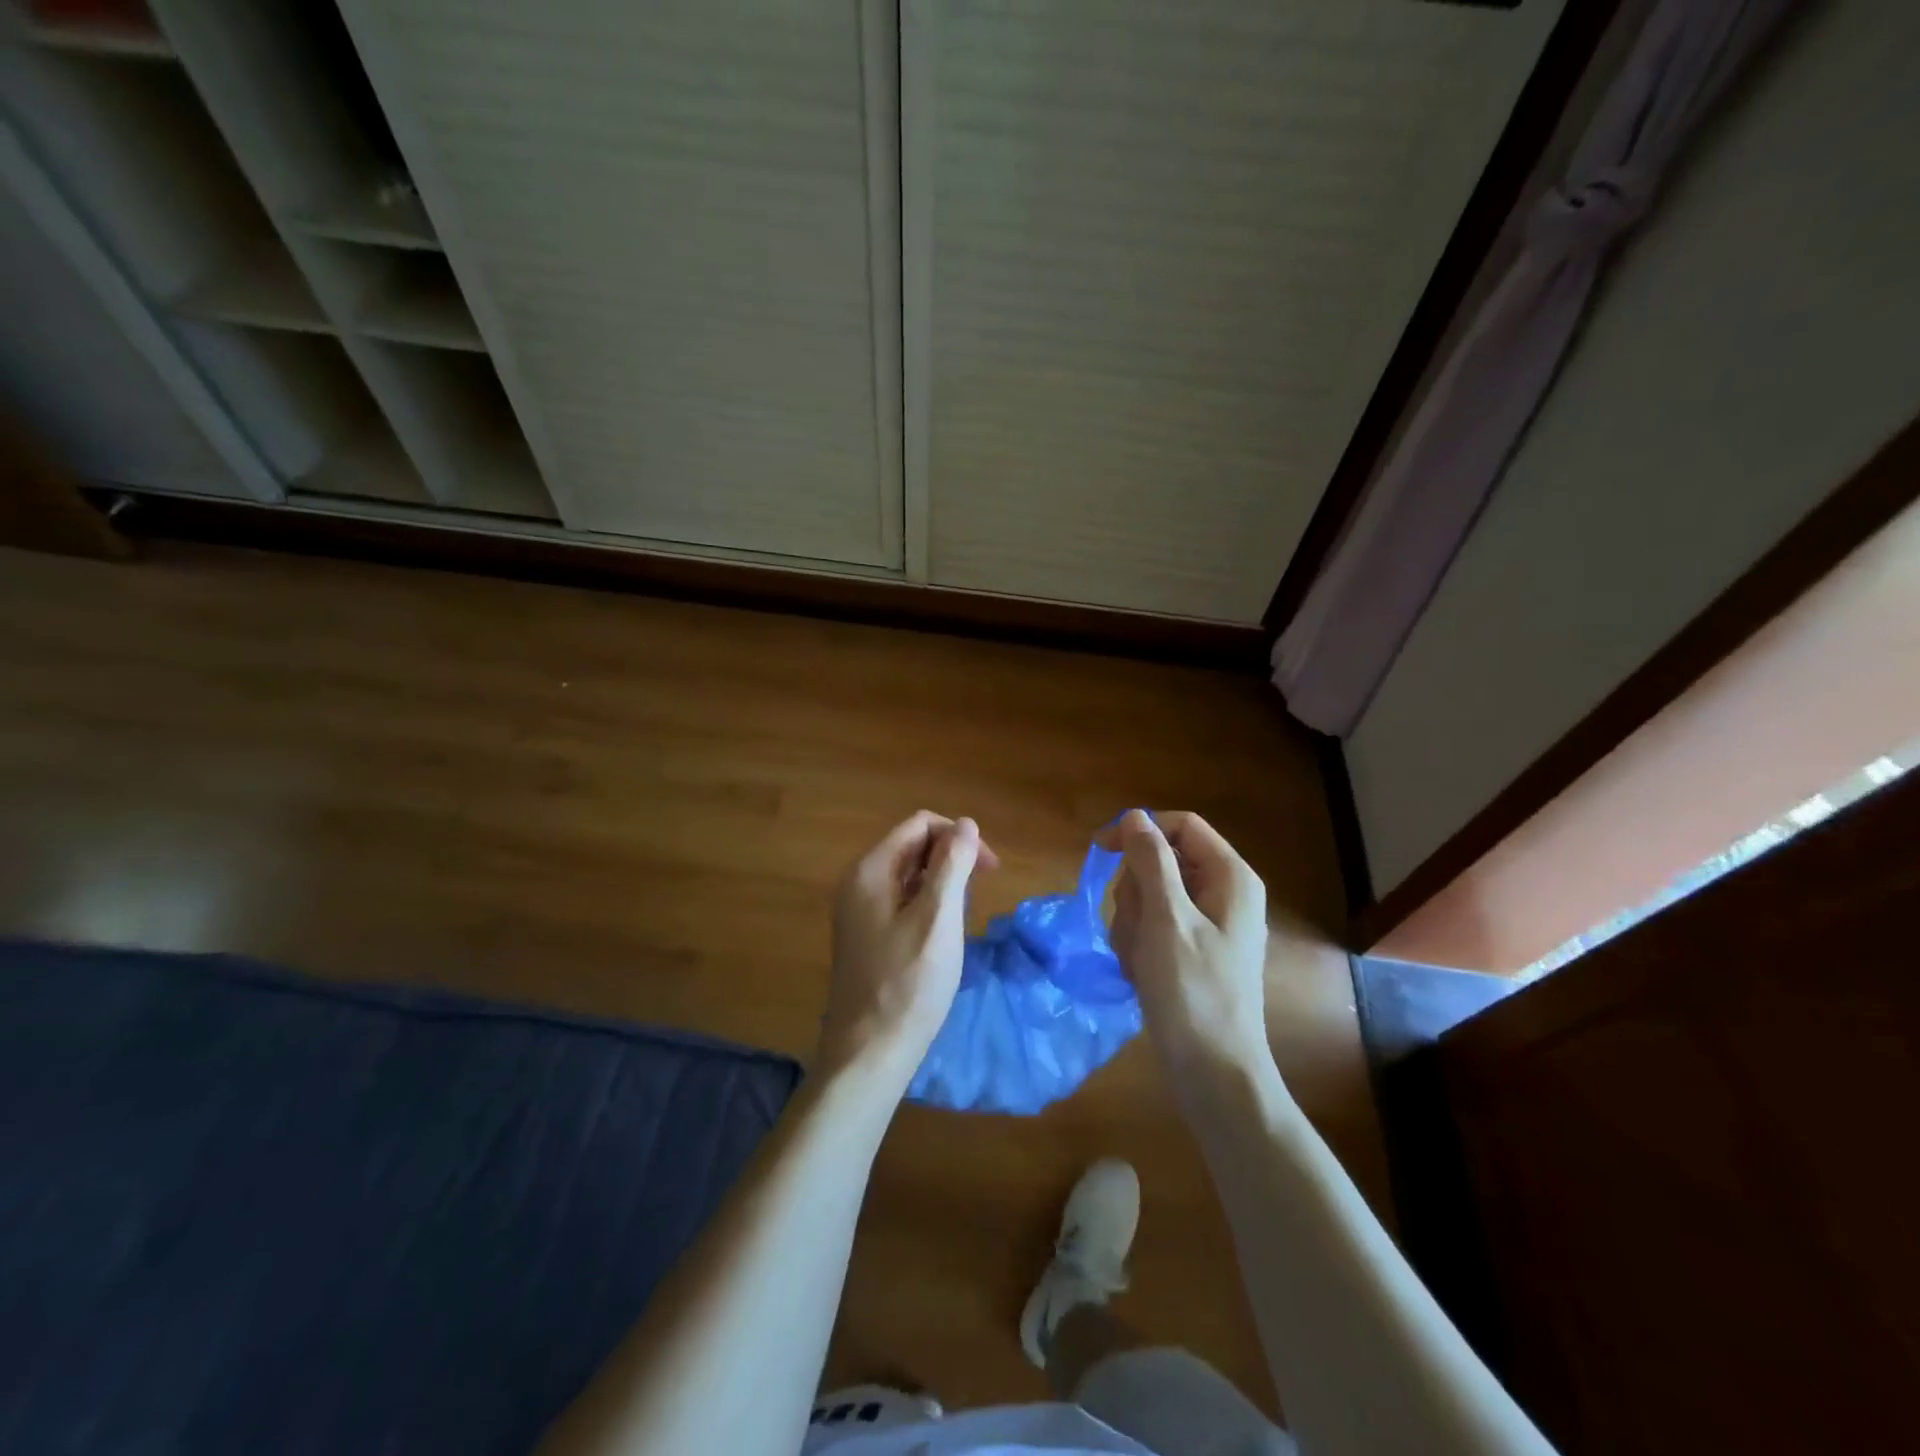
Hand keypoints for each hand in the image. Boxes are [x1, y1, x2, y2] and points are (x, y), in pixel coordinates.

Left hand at [818, 812, 997, 1084]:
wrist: (869, 1052)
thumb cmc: (909, 984)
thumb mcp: (938, 918)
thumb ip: (952, 865)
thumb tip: (966, 824)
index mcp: (870, 870)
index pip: (919, 824)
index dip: (958, 836)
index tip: (989, 870)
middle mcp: (858, 882)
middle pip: (912, 846)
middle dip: (951, 857)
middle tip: (981, 891)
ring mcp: (858, 910)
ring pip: (909, 874)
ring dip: (942, 882)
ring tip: (963, 915)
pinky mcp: (865, 935)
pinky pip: (901, 900)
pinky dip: (927, 904)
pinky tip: (943, 932)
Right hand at [1097, 809, 1276, 1095]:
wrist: (1212, 1073)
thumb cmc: (1193, 991)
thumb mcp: (1167, 919)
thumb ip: (1151, 861)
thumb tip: (1135, 816)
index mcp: (1230, 877)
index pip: (1180, 827)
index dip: (1139, 832)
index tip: (1099, 851)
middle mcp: (1222, 893)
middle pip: (1160, 862)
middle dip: (1135, 893)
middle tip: (1137, 929)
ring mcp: (1206, 925)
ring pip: (1149, 896)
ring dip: (1132, 924)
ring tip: (1141, 960)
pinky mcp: (1189, 951)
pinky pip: (1151, 927)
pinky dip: (1138, 946)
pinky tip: (1142, 973)